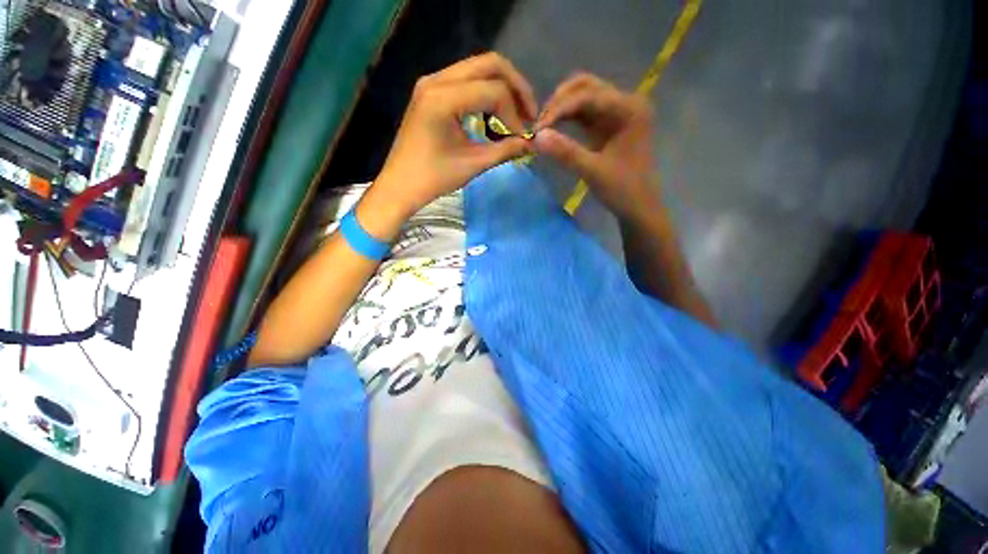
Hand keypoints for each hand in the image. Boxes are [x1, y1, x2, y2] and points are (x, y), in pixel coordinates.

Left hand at [374, 53, 538, 214]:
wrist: (401, 185)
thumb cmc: (433, 179)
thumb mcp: (473, 165)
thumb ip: (506, 150)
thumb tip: (532, 142)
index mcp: (442, 98)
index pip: (494, 90)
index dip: (515, 113)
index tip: (523, 138)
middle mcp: (436, 80)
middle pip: (489, 64)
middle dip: (516, 88)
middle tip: (529, 114)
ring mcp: (432, 82)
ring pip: (479, 68)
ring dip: (502, 88)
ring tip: (514, 115)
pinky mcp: (431, 91)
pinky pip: (467, 80)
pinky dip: (486, 93)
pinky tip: (493, 114)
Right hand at [533, 73, 659, 219]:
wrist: (638, 206)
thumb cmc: (622, 189)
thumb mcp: (593, 171)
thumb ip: (565, 152)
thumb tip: (536, 137)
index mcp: (630, 108)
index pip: (588, 96)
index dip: (559, 109)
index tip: (537, 129)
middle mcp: (626, 102)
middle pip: (586, 87)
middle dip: (559, 102)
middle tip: (540, 125)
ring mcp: (617, 112)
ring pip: (584, 97)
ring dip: (562, 108)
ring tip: (543, 128)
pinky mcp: (608, 124)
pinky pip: (585, 113)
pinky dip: (568, 118)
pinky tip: (554, 129)